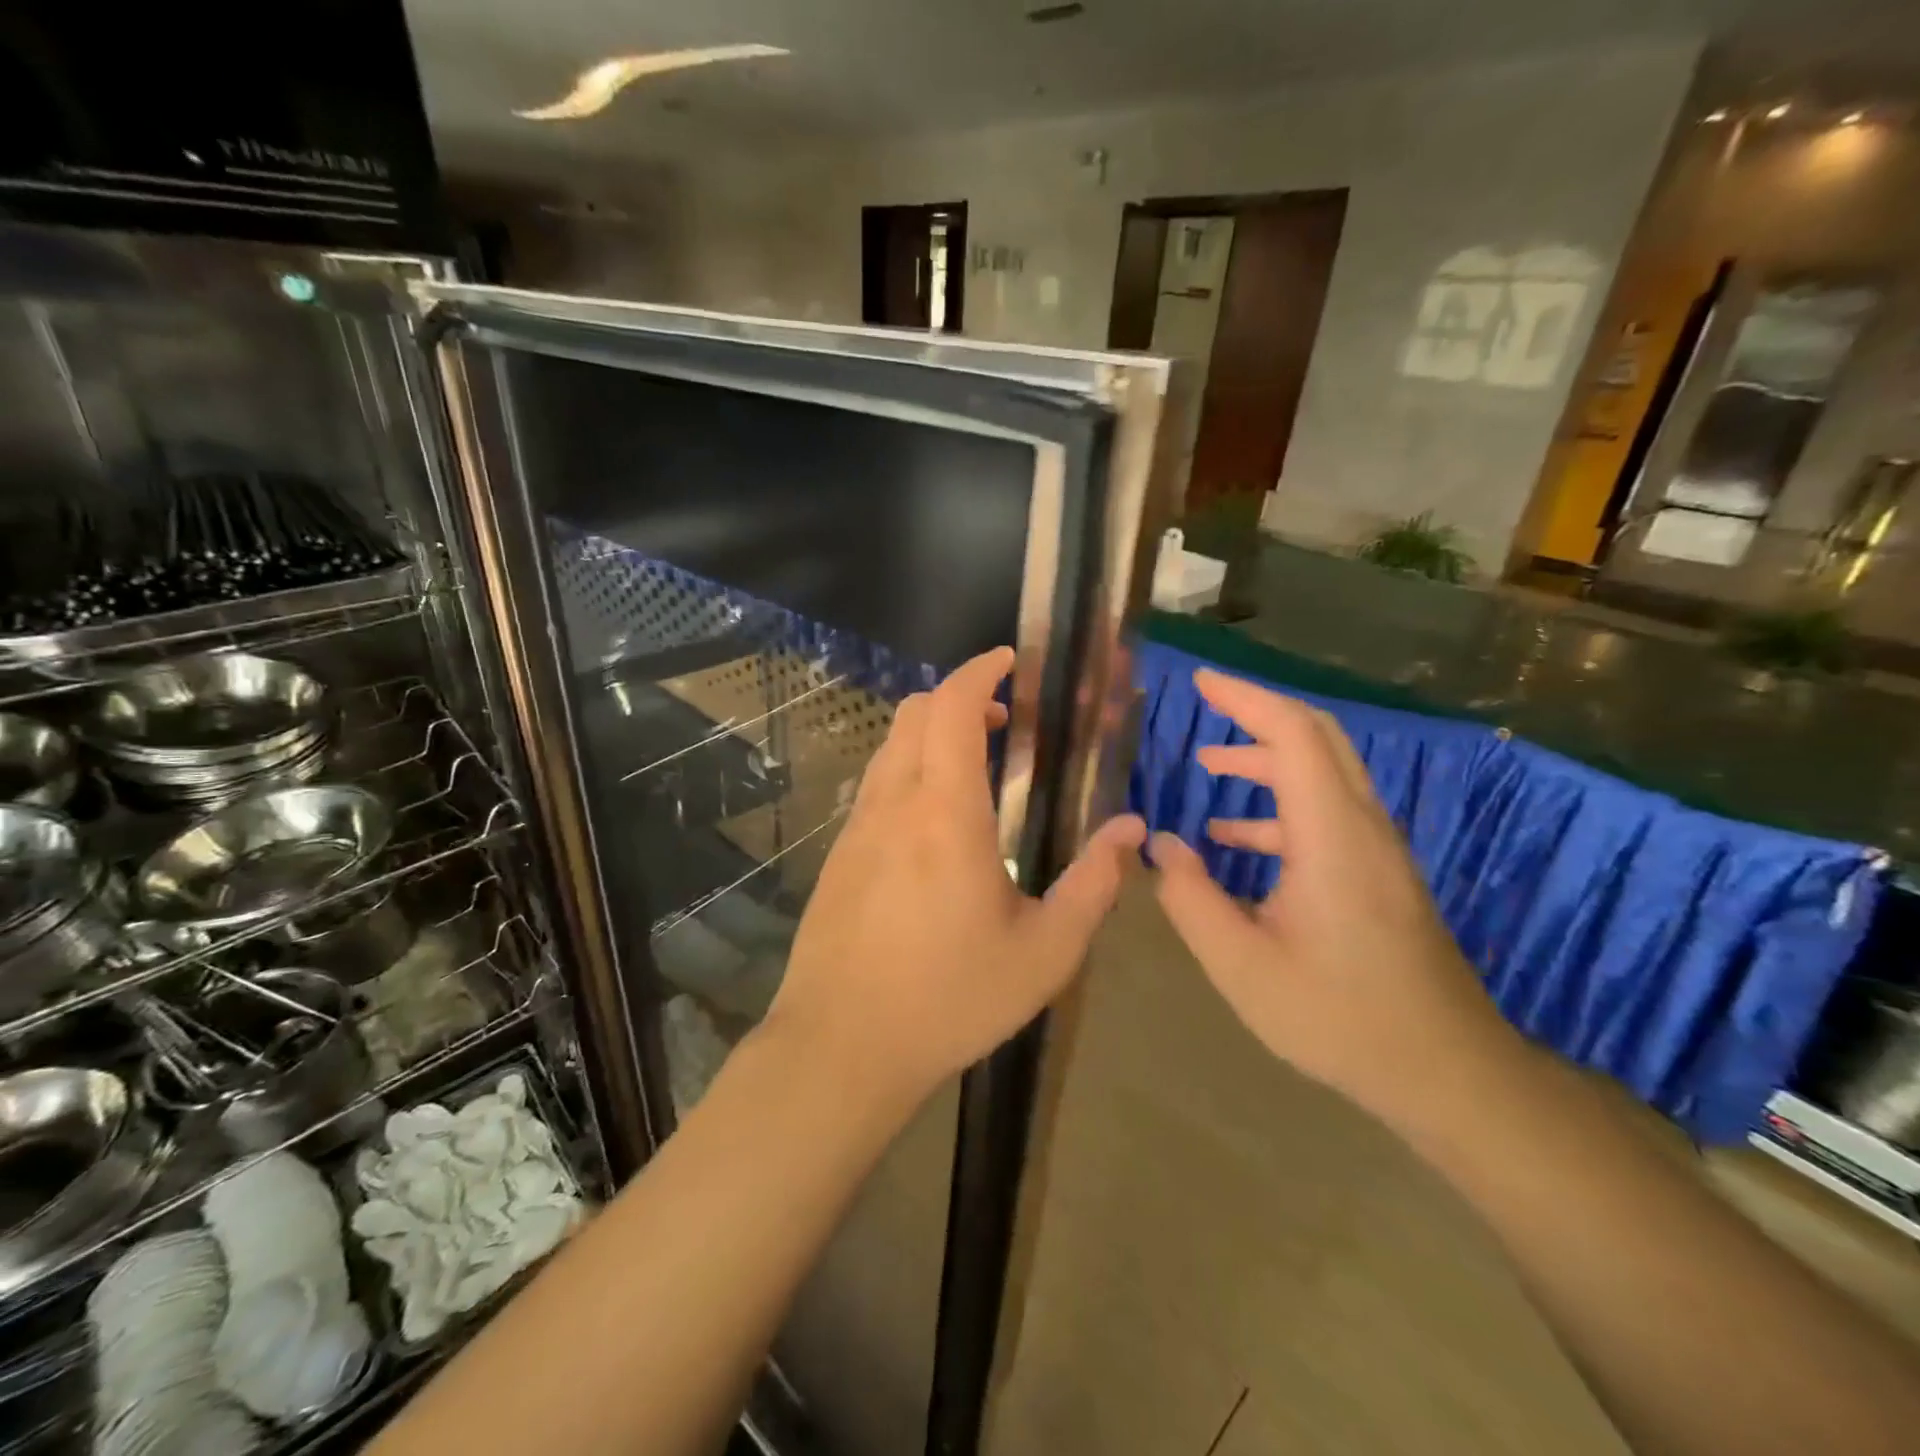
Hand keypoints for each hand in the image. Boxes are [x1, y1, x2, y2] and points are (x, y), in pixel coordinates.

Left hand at [762, 647, 1145, 1104]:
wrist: (841, 1045)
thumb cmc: (950, 998)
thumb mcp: (1044, 953)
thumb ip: (1093, 886)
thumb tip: (1130, 831)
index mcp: (946, 814)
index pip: (952, 708)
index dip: (980, 672)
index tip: (1009, 663)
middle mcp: (894, 804)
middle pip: (914, 713)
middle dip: (959, 696)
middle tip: (1005, 721)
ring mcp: (857, 827)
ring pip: (890, 746)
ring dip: (930, 732)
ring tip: (974, 763)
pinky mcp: (838, 855)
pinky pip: (875, 785)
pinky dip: (908, 768)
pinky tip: (933, 819)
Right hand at [1149, 669, 1517, 1129]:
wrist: (1447, 1071)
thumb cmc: (1340, 1017)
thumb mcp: (1241, 965)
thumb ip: (1190, 898)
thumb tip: (1162, 845)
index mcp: (1331, 836)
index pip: (1292, 735)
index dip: (1245, 699)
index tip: (1201, 682)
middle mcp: (1361, 827)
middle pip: (1317, 739)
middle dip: (1257, 715)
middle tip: (1206, 705)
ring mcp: (1377, 851)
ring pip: (1324, 775)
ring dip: (1266, 761)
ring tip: (1209, 767)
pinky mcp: (1379, 875)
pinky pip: (1327, 814)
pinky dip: (1279, 808)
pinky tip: (1235, 842)